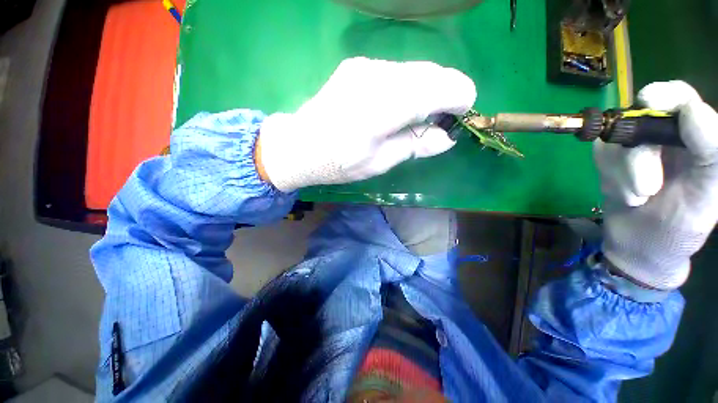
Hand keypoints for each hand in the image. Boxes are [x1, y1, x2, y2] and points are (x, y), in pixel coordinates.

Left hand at [256, 57, 475, 191]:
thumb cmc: (339, 162)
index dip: (459, 96)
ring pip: (414, 70)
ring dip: (427, 89)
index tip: (461, 114)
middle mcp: (377, 77)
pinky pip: (396, 71)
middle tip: (441, 119)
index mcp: (383, 108)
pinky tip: (398, 105)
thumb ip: (415, 145)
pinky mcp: (357, 66)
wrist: (300, 146)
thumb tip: (446, 137)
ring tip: (420, 116)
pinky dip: (408, 86)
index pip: (438, 87)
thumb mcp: (380, 162)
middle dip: (445, 92)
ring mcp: (365, 67)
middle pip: (430, 73)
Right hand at [594, 81, 717, 289]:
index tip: (649, 104)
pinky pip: (600, 154)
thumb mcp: (706, 194)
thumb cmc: (680, 226)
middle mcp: (665, 135)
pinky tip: (623, 193)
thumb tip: (692, 110)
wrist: (639, 246)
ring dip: (623, 174)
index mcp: (696, 138)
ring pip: (616, 141)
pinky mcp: (609, 158)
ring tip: (637, 197)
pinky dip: (609, 176)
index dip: (663, 95)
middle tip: (647, 188)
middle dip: (639, 155)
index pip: (679, 97)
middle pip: (640, 118)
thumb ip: (711, 151)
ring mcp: (633, 146)